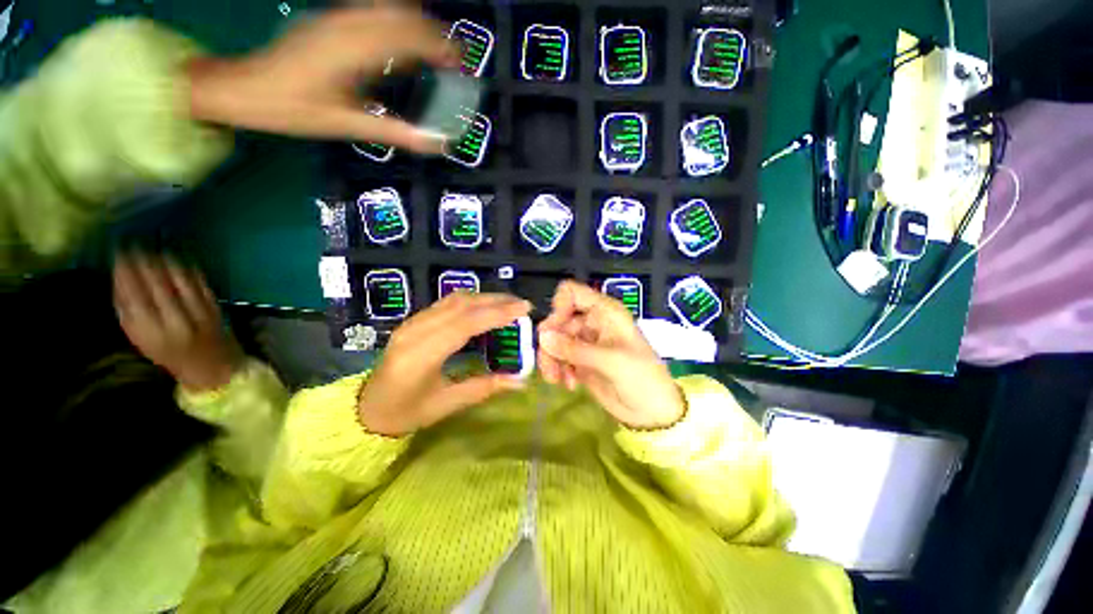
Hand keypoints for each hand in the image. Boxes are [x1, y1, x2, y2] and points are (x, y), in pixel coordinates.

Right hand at [113, 254, 242, 392]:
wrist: (214, 366)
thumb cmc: (170, 354)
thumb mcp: (141, 340)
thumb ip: (129, 313)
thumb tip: (118, 280)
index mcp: (151, 334)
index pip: (134, 297)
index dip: (126, 273)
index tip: (118, 253)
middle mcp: (176, 323)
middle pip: (158, 286)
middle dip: (144, 262)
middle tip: (134, 243)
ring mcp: (199, 314)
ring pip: (180, 282)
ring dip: (166, 261)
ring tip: (154, 246)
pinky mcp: (216, 309)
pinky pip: (200, 284)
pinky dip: (188, 269)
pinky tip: (179, 256)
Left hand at [187, 7, 457, 150]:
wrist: (242, 88)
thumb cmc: (292, 109)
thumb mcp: (347, 125)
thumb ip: (395, 132)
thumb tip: (436, 142)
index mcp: (353, 49)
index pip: (408, 36)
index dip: (439, 47)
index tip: (460, 63)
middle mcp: (347, 24)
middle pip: (402, 14)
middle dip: (434, 32)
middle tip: (452, 57)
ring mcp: (335, 17)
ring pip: (387, 6)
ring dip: (415, 23)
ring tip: (432, 47)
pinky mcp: (328, 19)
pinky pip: (371, 11)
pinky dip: (394, 22)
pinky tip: (399, 43)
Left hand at [358, 292, 531, 435]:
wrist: (367, 408)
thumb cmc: (407, 412)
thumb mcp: (447, 404)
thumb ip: (485, 388)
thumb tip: (520, 381)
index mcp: (421, 355)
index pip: (465, 324)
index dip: (496, 313)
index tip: (523, 309)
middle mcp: (415, 331)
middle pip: (461, 305)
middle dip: (496, 301)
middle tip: (522, 304)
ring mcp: (412, 322)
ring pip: (454, 299)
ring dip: (484, 298)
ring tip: (509, 304)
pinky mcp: (413, 320)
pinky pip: (446, 303)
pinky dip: (471, 301)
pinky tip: (485, 307)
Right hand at [538, 281, 684, 429]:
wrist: (653, 412)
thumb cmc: (642, 378)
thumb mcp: (610, 361)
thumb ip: (575, 348)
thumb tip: (542, 336)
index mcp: (605, 312)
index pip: (572, 293)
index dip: (558, 307)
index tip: (553, 330)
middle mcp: (593, 322)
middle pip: (558, 321)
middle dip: (550, 342)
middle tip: (549, 364)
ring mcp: (586, 342)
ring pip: (555, 341)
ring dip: (551, 358)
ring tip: (556, 379)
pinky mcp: (581, 361)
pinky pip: (559, 358)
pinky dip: (558, 369)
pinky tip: (569, 384)